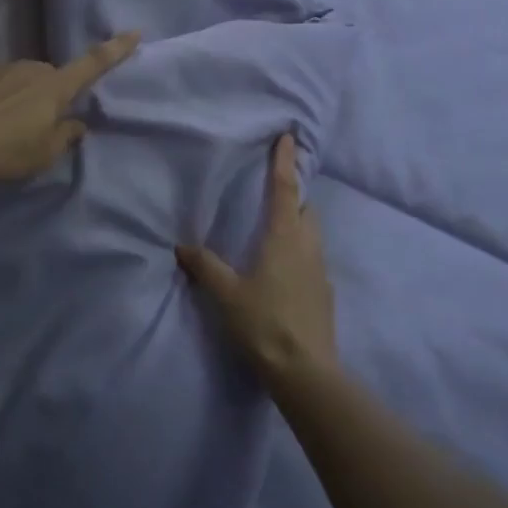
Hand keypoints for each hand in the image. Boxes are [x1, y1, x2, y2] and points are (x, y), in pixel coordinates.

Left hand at [0, 32, 139, 180]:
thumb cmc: (6, 149)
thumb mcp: (44, 153)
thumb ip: (65, 136)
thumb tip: (76, 124)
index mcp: (55, 86)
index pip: (93, 64)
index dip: (115, 50)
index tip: (134, 32)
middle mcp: (31, 69)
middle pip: (51, 78)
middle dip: (50, 95)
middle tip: (38, 127)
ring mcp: (0, 69)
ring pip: (21, 81)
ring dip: (20, 99)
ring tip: (4, 130)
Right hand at [178, 134, 336, 381]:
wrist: (305, 371)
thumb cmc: (263, 323)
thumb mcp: (226, 293)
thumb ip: (205, 266)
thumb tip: (182, 245)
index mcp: (285, 238)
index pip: (286, 189)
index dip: (284, 162)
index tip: (288, 136)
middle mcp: (309, 247)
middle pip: (306, 209)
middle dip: (294, 195)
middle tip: (274, 191)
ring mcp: (321, 271)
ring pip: (312, 234)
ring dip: (298, 223)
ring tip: (274, 229)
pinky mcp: (324, 293)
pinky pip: (312, 259)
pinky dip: (299, 251)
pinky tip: (281, 270)